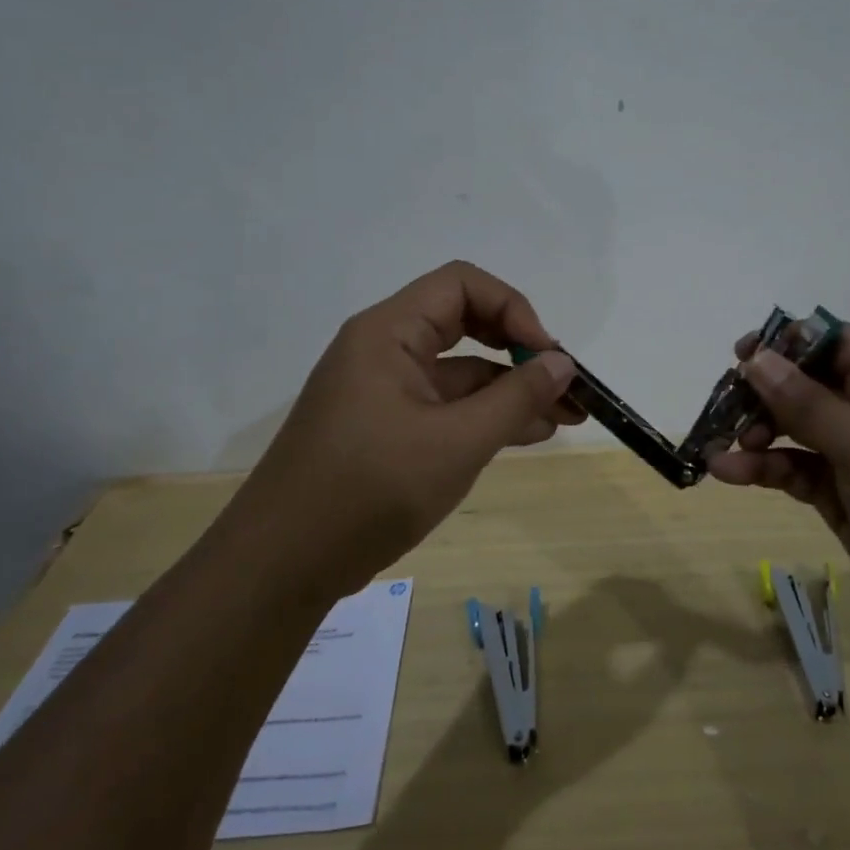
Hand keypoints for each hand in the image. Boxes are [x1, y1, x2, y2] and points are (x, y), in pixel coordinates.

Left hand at [234, 262, 578, 598]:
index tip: (546, 355)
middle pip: (464, 324)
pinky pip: (446, 407)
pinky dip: (486, 416)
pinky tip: (529, 434)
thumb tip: (563, 364)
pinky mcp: (388, 428)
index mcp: (388, 332)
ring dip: (511, 389)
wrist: (284, 563)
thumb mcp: (457, 443)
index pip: (462, 286)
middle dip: (520, 350)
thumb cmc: (371, 489)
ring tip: (566, 416)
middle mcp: (385, 350)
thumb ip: (516, 398)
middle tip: (566, 383)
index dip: (513, 308)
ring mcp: (385, 391)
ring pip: (460, 372)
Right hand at [705, 324, 849, 640]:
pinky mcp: (842, 492)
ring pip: (793, 427)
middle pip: (803, 383)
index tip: (740, 358)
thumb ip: (810, 405)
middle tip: (724, 412)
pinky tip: (729, 474)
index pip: (829, 340)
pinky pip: (794, 468)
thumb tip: (756, 358)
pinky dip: (763, 469)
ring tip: (719, 449)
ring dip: (754, 434)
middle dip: (760, 394)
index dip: (783, 343)